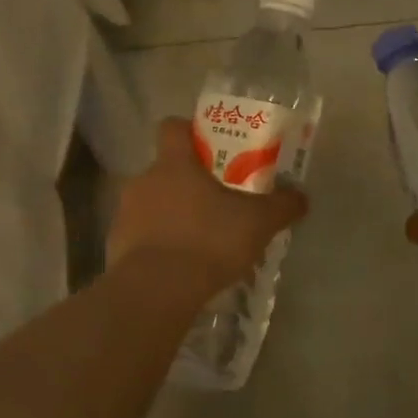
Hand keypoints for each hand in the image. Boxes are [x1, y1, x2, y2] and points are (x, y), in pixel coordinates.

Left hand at [109, 118, 308, 298]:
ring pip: (152, 204)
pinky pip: (141, 236)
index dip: (190, 131)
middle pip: (165, 170)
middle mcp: (144, 180)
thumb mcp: (258, 223)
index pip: (173, 127)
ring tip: (200, 239)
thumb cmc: (209, 241)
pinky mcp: (116, 246)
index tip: (210, 147)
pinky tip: (180, 266)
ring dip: (172, 215)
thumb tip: (301, 197)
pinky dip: (158, 245)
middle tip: (216, 202)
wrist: (156, 290)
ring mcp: (125, 213)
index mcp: (174, 163)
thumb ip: (282, 206)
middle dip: (188, 183)